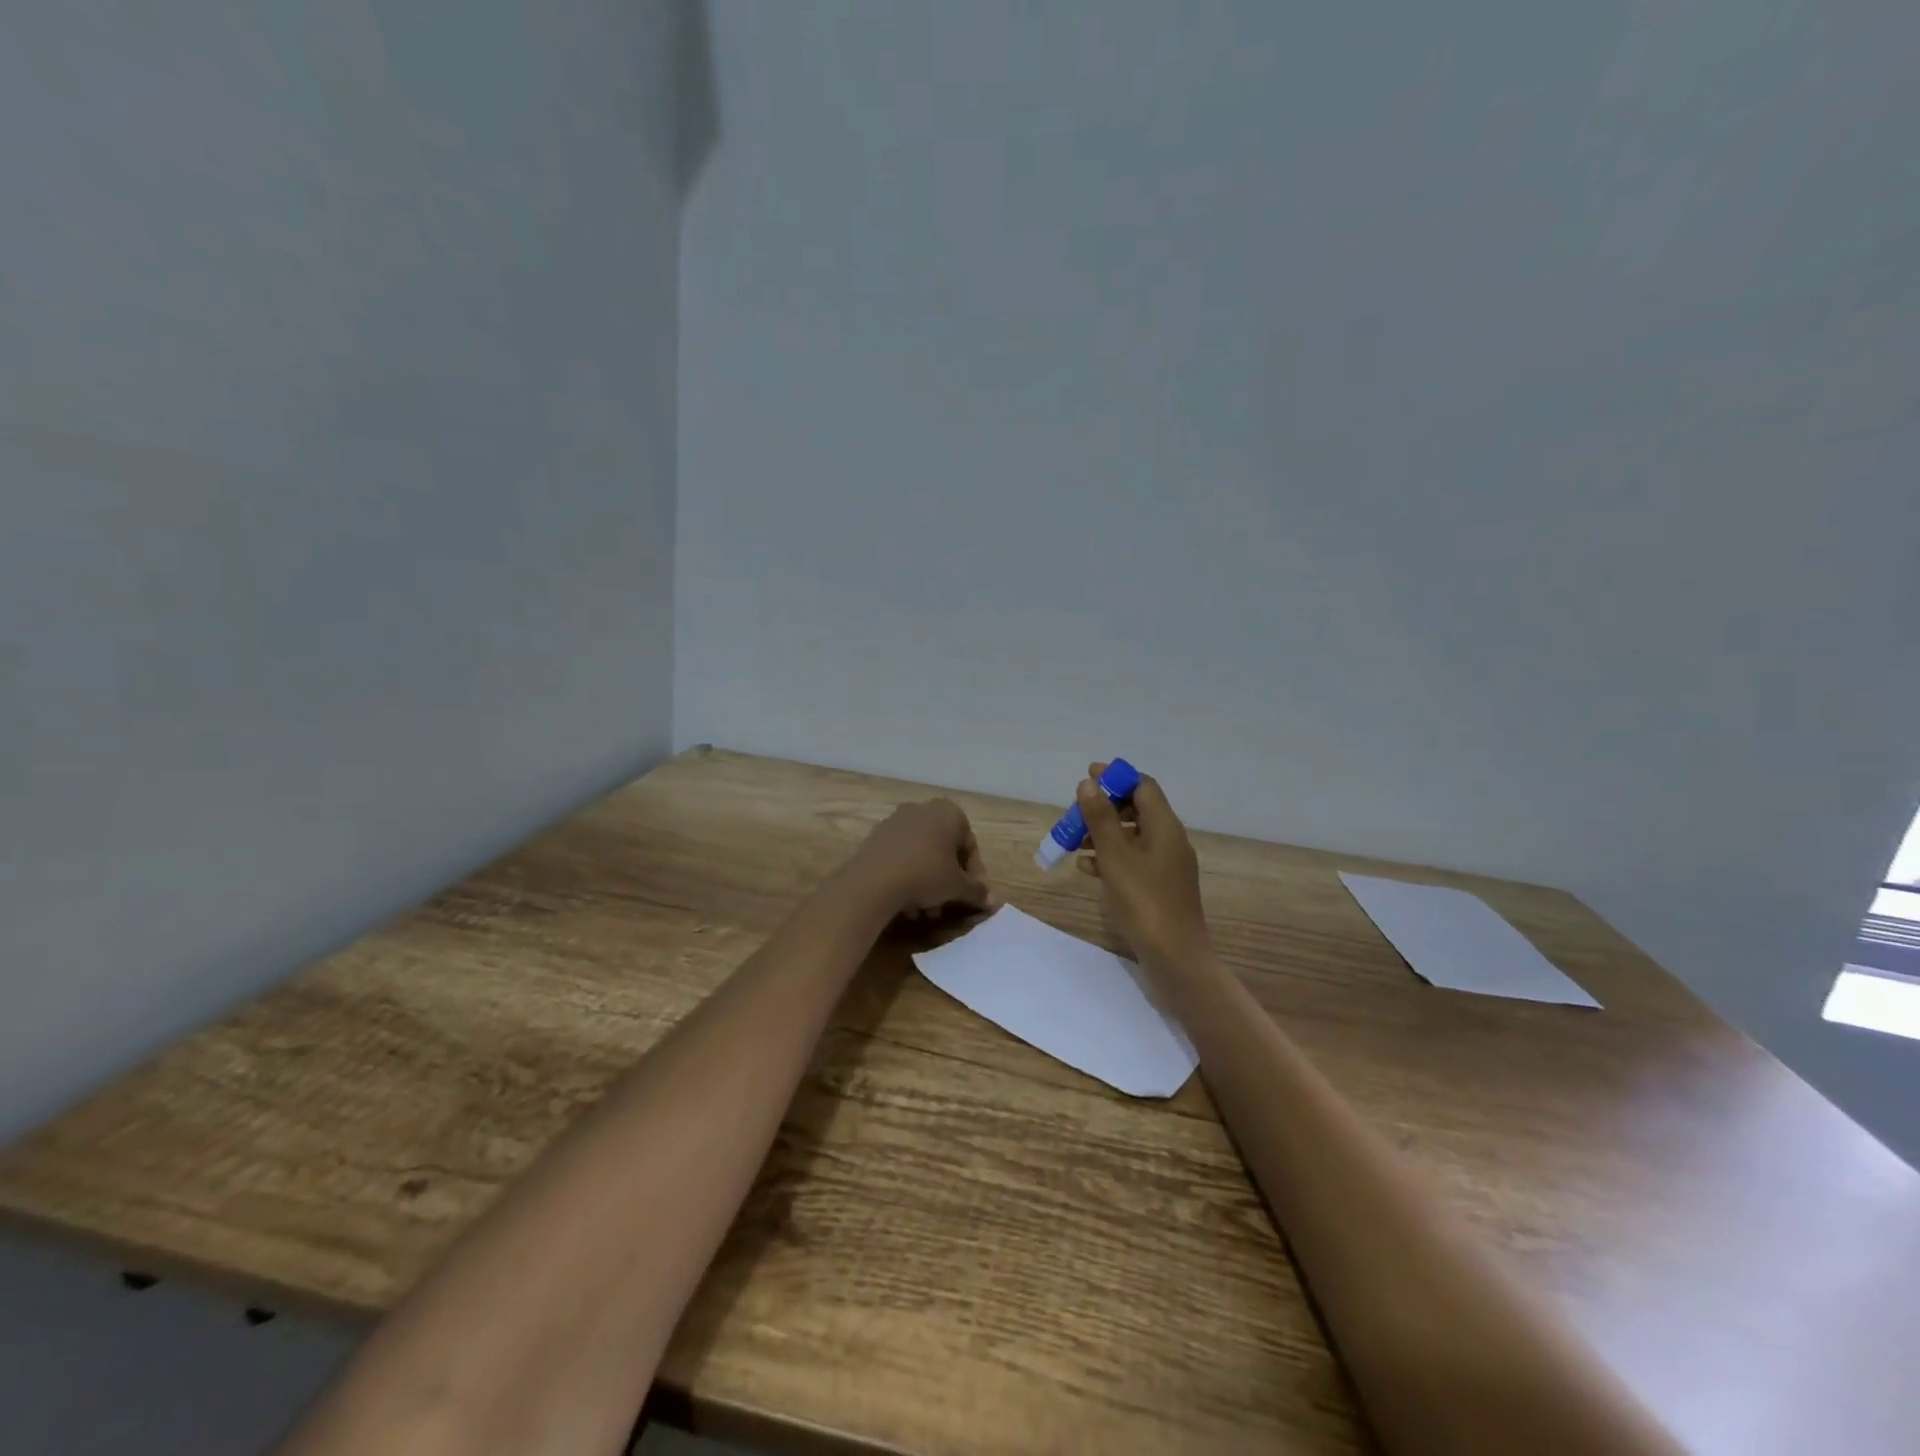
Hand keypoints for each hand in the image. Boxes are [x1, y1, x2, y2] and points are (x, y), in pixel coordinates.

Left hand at [844, 798, 993, 921]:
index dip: (975, 875)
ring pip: (923, 855)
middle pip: (945, 849)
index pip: (970, 845)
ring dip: (929, 882)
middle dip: (949, 880)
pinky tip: (908, 904)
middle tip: (950, 904)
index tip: (973, 897)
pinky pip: (902, 856)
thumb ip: (977, 891)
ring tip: (928, 911)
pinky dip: (909, 877)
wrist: (874, 881)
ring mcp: (897, 821)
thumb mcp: (957, 886)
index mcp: (949, 812)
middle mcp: (923, 809)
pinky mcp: (877, 836)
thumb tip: (993, 902)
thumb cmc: (926, 875)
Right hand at [1075, 762, 1210, 969]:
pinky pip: (1133, 861)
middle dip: (1104, 808)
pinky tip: (1086, 868)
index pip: (1143, 786)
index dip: (1116, 778)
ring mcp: (1166, 866)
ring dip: (1103, 834)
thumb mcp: (1115, 856)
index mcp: (1165, 826)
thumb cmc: (1144, 901)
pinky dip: (1110, 858)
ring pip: (1131, 837)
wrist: (1175, 957)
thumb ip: (1100, 817)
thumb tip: (1089, 783)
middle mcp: (1169, 840)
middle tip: (1074, 815)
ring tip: (1073, 842)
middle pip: (1136, 810)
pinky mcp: (1159, 888)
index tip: (1086, 777)